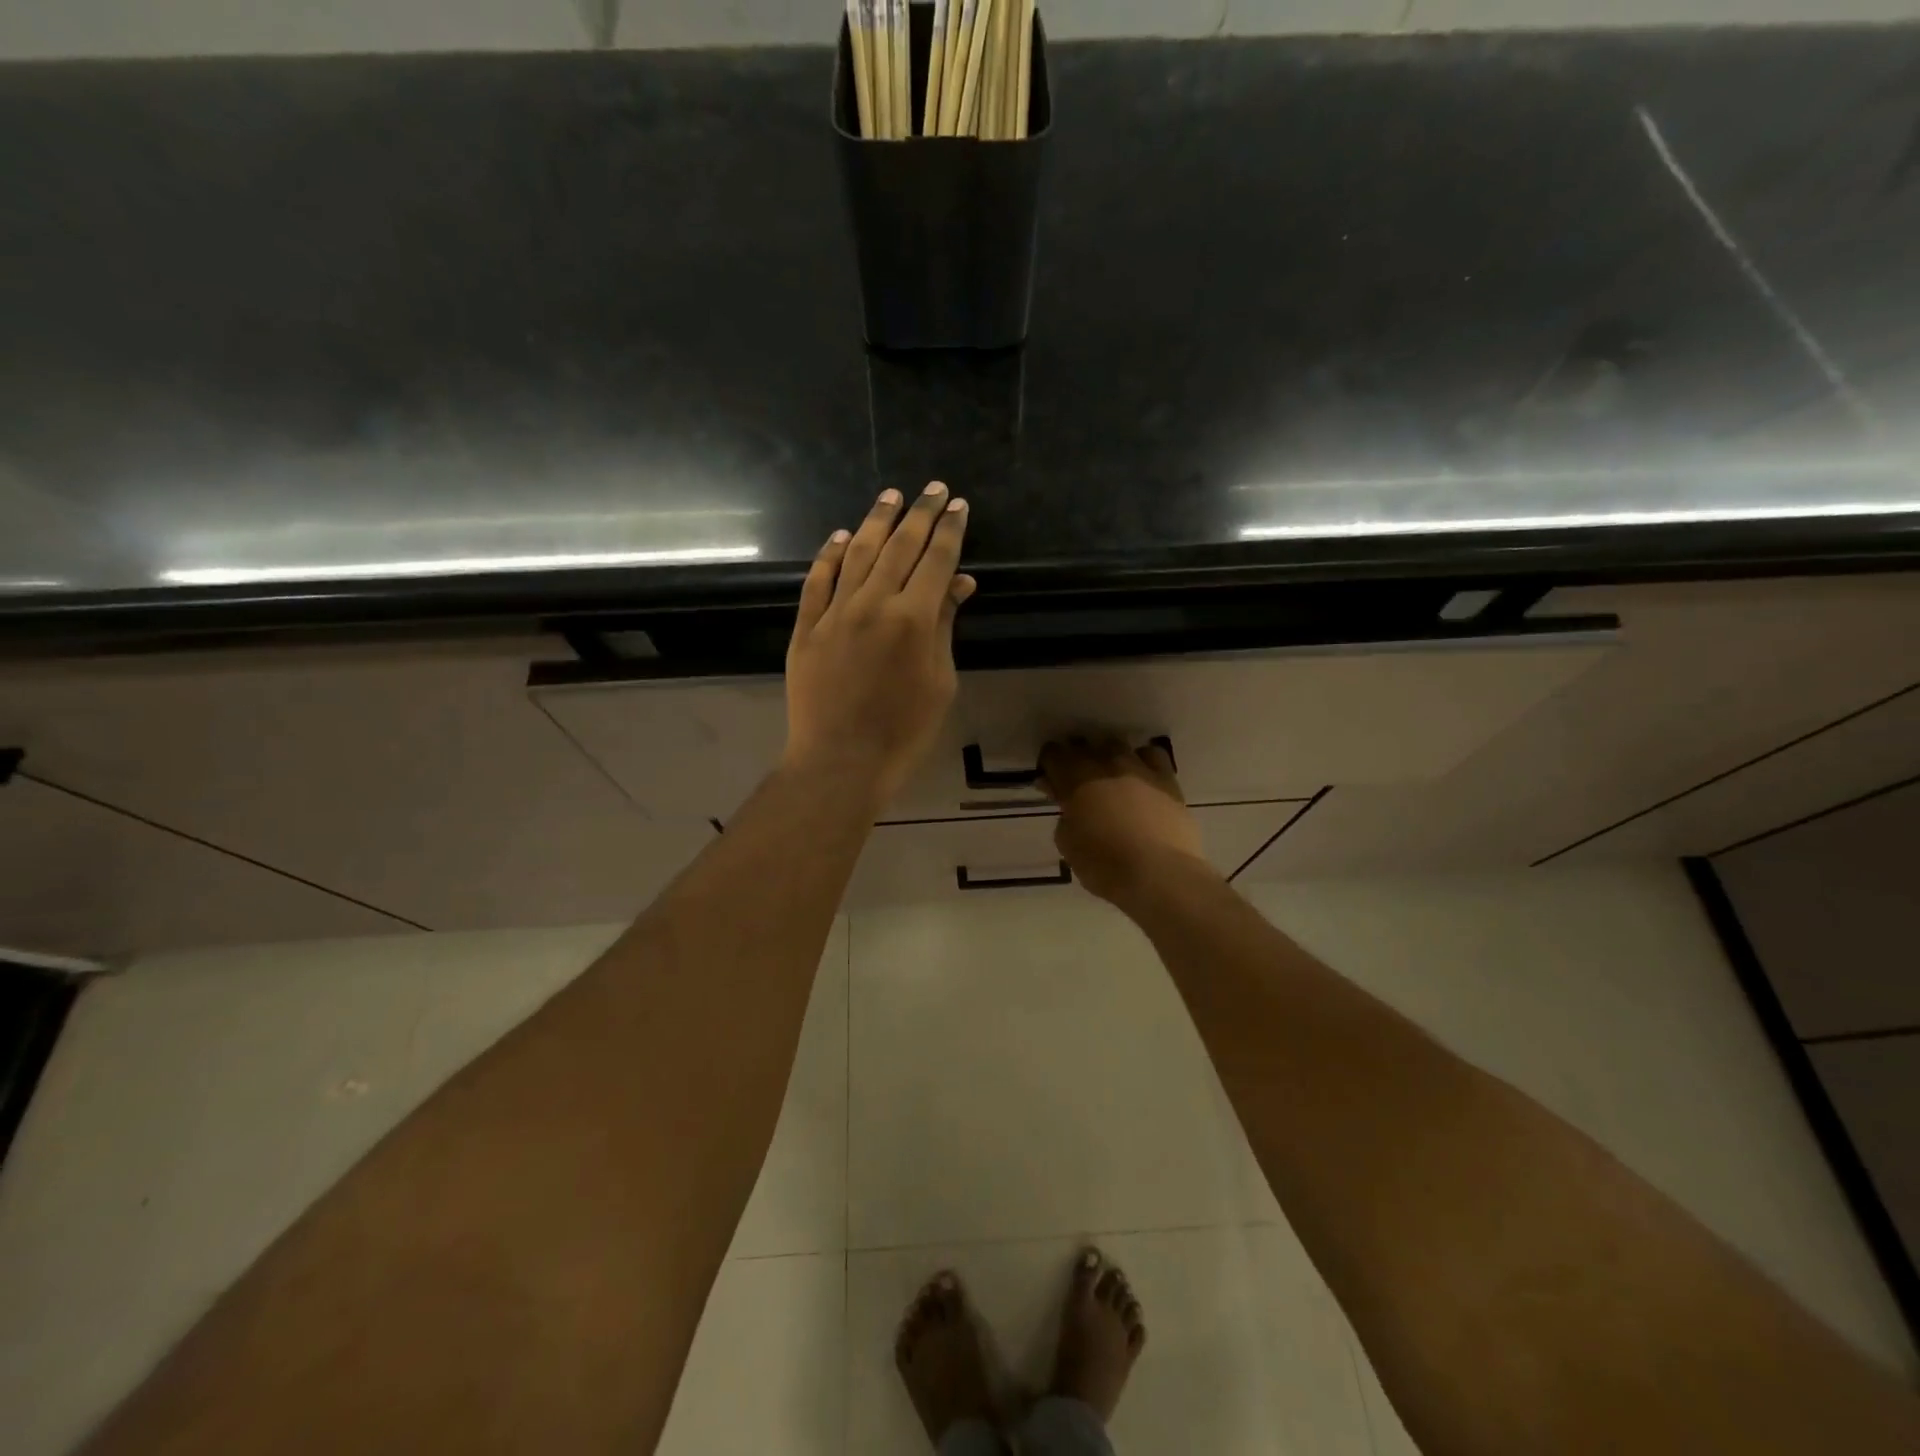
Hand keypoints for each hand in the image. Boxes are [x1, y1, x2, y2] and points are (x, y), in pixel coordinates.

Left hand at [784, 482, 975, 808]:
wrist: (840, 762)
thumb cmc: (903, 731)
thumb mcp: (939, 681)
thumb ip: (945, 627)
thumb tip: (959, 583)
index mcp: (913, 618)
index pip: (936, 560)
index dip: (949, 530)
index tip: (957, 505)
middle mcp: (873, 603)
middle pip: (899, 546)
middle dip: (919, 513)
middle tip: (931, 488)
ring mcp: (834, 613)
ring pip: (857, 554)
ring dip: (876, 521)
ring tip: (890, 496)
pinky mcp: (806, 627)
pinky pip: (817, 580)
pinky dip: (830, 555)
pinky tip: (841, 537)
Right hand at [1041, 738, 1215, 907]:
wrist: (1159, 874)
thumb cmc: (1104, 864)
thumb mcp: (1068, 843)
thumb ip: (1064, 816)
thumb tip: (1068, 804)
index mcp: (1075, 779)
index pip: (1053, 754)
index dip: (1049, 765)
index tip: (1050, 781)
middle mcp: (1106, 764)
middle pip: (1084, 745)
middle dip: (1077, 759)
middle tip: (1077, 783)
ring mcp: (1139, 768)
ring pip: (1118, 745)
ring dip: (1108, 757)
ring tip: (1109, 778)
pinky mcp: (1167, 780)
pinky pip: (1153, 755)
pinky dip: (1143, 761)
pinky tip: (1142, 778)